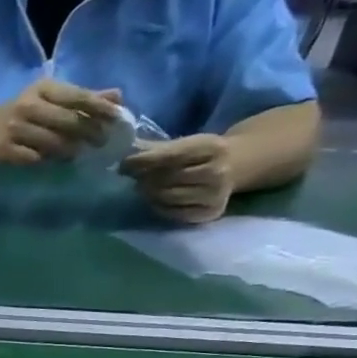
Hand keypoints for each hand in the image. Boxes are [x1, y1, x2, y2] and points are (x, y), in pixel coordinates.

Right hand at [0, 79, 121, 163]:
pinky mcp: (3, 149)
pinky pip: (33, 158)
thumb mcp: (51, 98)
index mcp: (42, 89)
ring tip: (79, 153)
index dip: (99, 108)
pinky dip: (47, 161)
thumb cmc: (24, 112)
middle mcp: (27, 106)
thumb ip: (83, 97)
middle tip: (102, 142)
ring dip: (70, 150)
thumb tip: (118, 97)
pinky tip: (54, 161)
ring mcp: (14, 129)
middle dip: (89, 132)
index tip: (116, 119)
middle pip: (67, 121)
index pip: (77, 96)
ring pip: (51, 142)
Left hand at [120, 134, 236, 222]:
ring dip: (149, 193)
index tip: (124, 164)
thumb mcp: (182, 143)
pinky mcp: (210, 213)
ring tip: (144, 187)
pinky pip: (173, 213)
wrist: (235, 165)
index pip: (169, 156)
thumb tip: (121, 152)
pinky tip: (155, 199)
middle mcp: (219, 171)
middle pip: (166, 178)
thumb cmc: (199, 154)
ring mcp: (216, 194)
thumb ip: (152, 148)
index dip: (142, 161)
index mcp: (213, 147)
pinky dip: (158, 207)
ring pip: (167, 197)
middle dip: (144, 178)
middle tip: (135, 177)